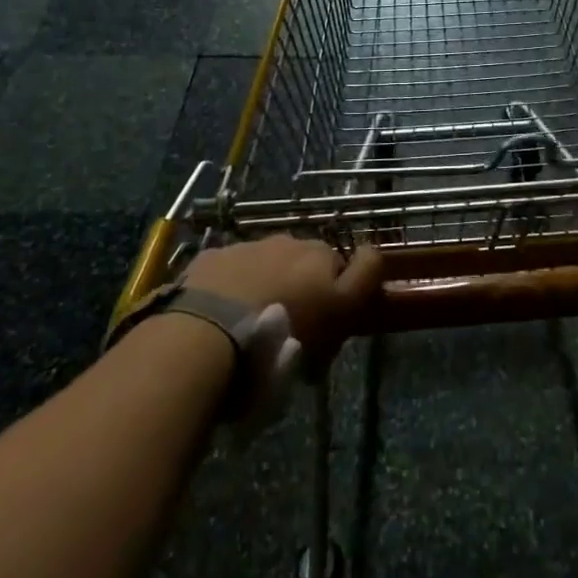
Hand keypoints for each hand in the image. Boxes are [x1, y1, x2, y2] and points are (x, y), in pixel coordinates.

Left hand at [185, 236, 382, 362]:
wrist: (206, 335)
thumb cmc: (283, 334)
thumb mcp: (337, 317)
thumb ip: (360, 282)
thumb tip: (371, 256)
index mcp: (322, 256)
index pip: (350, 264)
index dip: (345, 292)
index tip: (334, 323)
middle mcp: (289, 242)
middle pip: (306, 264)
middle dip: (303, 287)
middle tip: (292, 327)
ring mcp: (248, 247)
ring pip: (268, 264)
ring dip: (266, 284)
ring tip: (250, 324)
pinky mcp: (212, 258)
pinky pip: (231, 270)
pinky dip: (231, 286)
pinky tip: (220, 315)